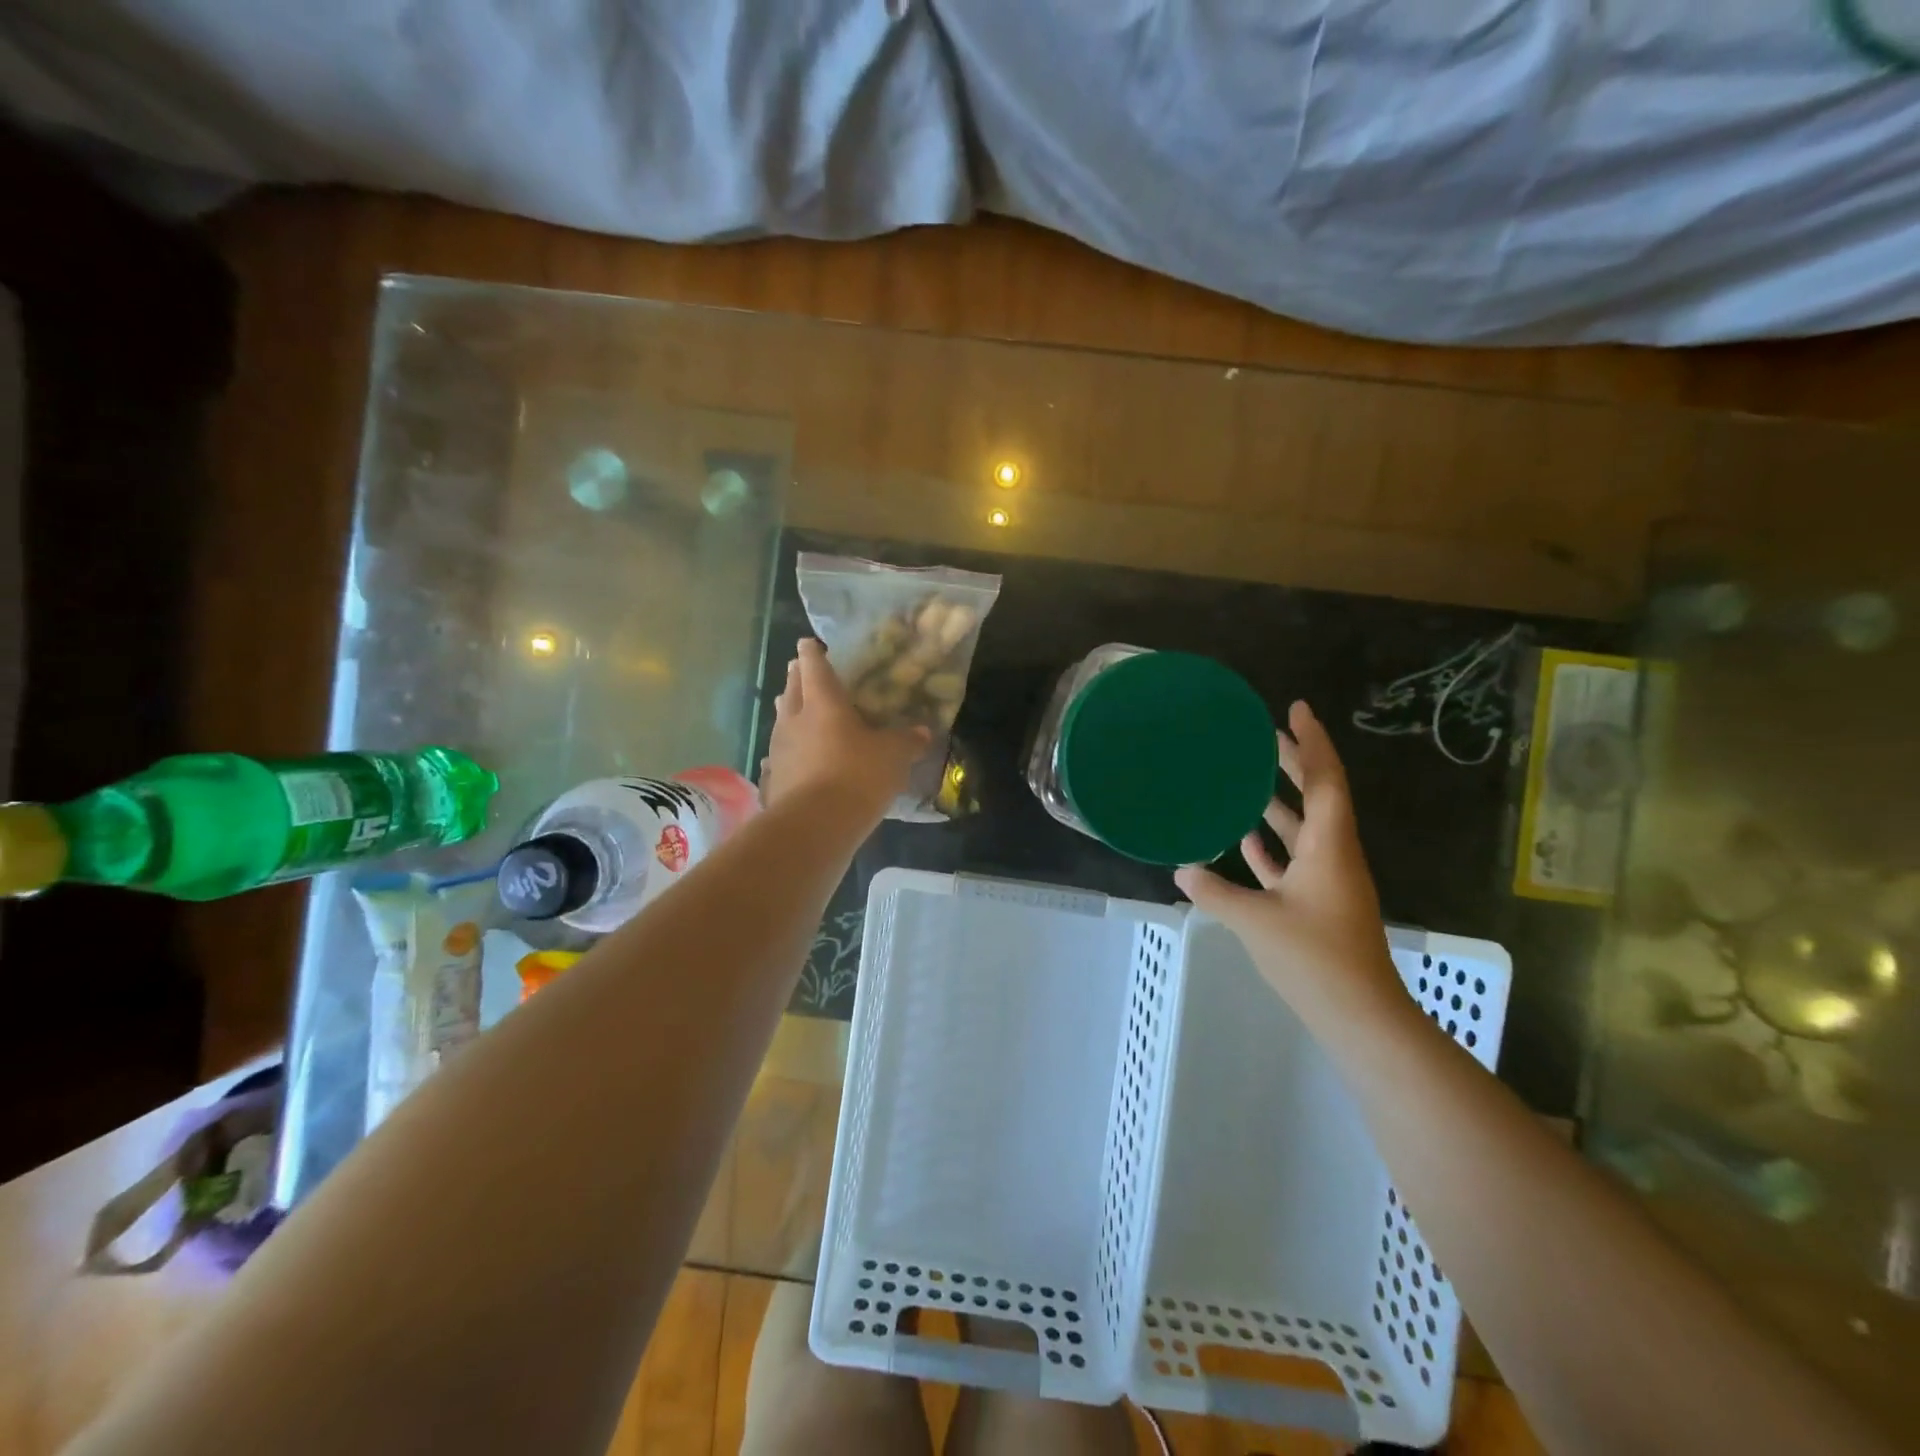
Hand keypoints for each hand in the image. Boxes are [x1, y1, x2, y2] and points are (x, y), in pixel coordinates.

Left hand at [761, 639, 930, 821]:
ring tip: (794, 706)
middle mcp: (795, 718)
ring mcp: (779, 748)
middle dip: (797, 677)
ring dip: (789, 710)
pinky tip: (790, 756)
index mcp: (824, 702)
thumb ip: (907, 741)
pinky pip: (779, 753)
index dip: (813, 653)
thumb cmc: (858, 776)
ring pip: (782, 719)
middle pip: (792, 689)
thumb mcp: (894, 756)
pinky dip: (786, 749)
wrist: (815, 825)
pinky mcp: (773, 777)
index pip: (814, 666)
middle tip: (801, 670)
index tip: (809, 643)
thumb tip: (923, 731)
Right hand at [1174, 701, 1407, 1022]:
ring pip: (1305, 828)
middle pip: (1317, 796)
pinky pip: (1296, 859)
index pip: (1325, 780)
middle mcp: (1333, 854)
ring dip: (1280, 803)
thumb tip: (1182, 870)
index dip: (1312, 741)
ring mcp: (1328, 880)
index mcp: (1329, 846)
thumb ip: (1216, 893)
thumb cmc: (1315, 958)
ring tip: (1248, 780)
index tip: (1296, 709)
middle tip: (1264, 735)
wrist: (1361, 1016)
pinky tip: (1246, 839)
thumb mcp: (1257, 921)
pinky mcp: (1319, 903)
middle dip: (1293, 763)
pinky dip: (1273, 846)